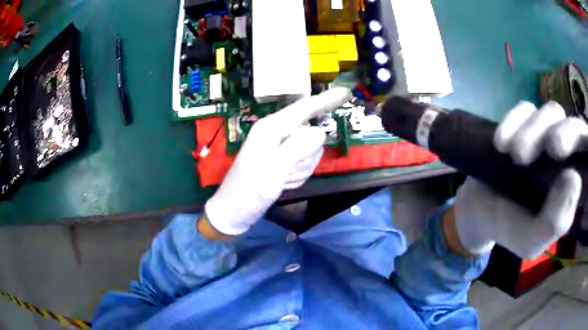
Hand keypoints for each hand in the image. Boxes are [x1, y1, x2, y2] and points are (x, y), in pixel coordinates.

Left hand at [204, 88, 351, 235]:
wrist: (234, 211)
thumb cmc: (249, 191)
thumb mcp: (274, 170)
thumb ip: (298, 148)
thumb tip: (321, 132)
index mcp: (271, 128)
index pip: (305, 108)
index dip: (327, 100)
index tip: (347, 92)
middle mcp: (276, 133)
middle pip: (310, 135)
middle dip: (307, 156)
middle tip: (288, 173)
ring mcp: (279, 148)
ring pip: (309, 152)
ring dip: (301, 169)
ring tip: (282, 180)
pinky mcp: (282, 161)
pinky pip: (303, 164)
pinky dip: (297, 176)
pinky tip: (282, 184)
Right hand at [454, 101, 583, 258]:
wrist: (479, 209)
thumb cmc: (510, 227)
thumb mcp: (531, 240)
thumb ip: (554, 222)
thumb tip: (574, 177)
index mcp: (572, 186)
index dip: (586, 144)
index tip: (571, 157)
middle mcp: (565, 155)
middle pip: (574, 125)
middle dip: (564, 133)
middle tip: (551, 148)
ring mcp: (546, 134)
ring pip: (552, 112)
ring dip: (535, 131)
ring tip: (515, 156)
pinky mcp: (525, 122)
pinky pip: (525, 108)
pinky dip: (514, 121)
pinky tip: (500, 143)